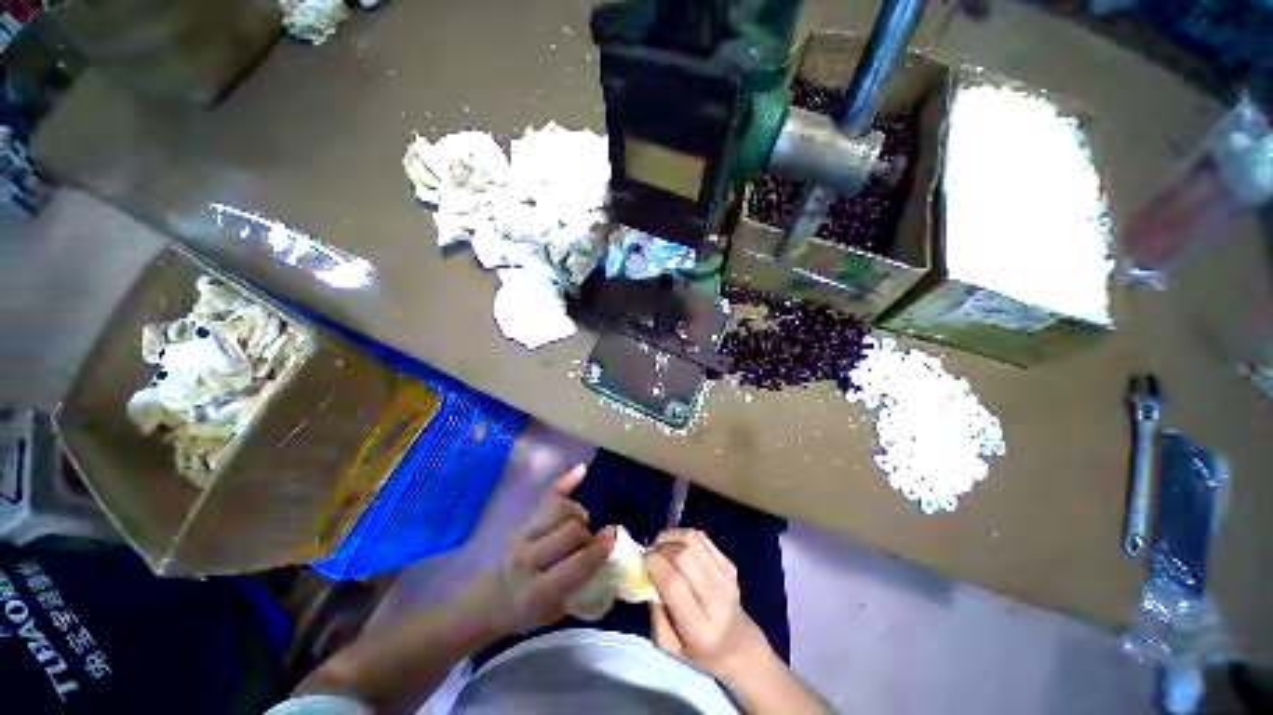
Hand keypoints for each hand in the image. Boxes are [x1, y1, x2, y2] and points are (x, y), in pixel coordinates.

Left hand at [493, 465, 614, 634]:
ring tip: (581, 524)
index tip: (613, 538)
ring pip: (560, 509)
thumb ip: (581, 586)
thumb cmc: (524, 614)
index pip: (576, 564)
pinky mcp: (520, 522)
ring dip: (578, 513)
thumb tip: (608, 556)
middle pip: (570, 530)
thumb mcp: (553, 613)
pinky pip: (545, 497)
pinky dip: (565, 482)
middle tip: (590, 543)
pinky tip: (582, 471)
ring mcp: (522, 536)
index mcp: (537, 592)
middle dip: (587, 534)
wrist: (484, 603)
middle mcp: (528, 559)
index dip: (599, 550)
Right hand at [645, 529, 773, 680]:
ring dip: (671, 536)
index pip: (674, 584)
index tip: (643, 561)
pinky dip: (684, 536)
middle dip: (661, 547)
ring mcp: (726, 577)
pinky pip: (702, 538)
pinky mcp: (730, 563)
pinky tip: (677, 546)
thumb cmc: (698, 650)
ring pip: (694, 539)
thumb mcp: (668, 644)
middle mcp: (717, 598)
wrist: (738, 644)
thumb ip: (655, 611)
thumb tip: (648, 575)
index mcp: (700, 628)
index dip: (655, 565)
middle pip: (684, 555)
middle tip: (651, 552)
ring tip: (661, 545)